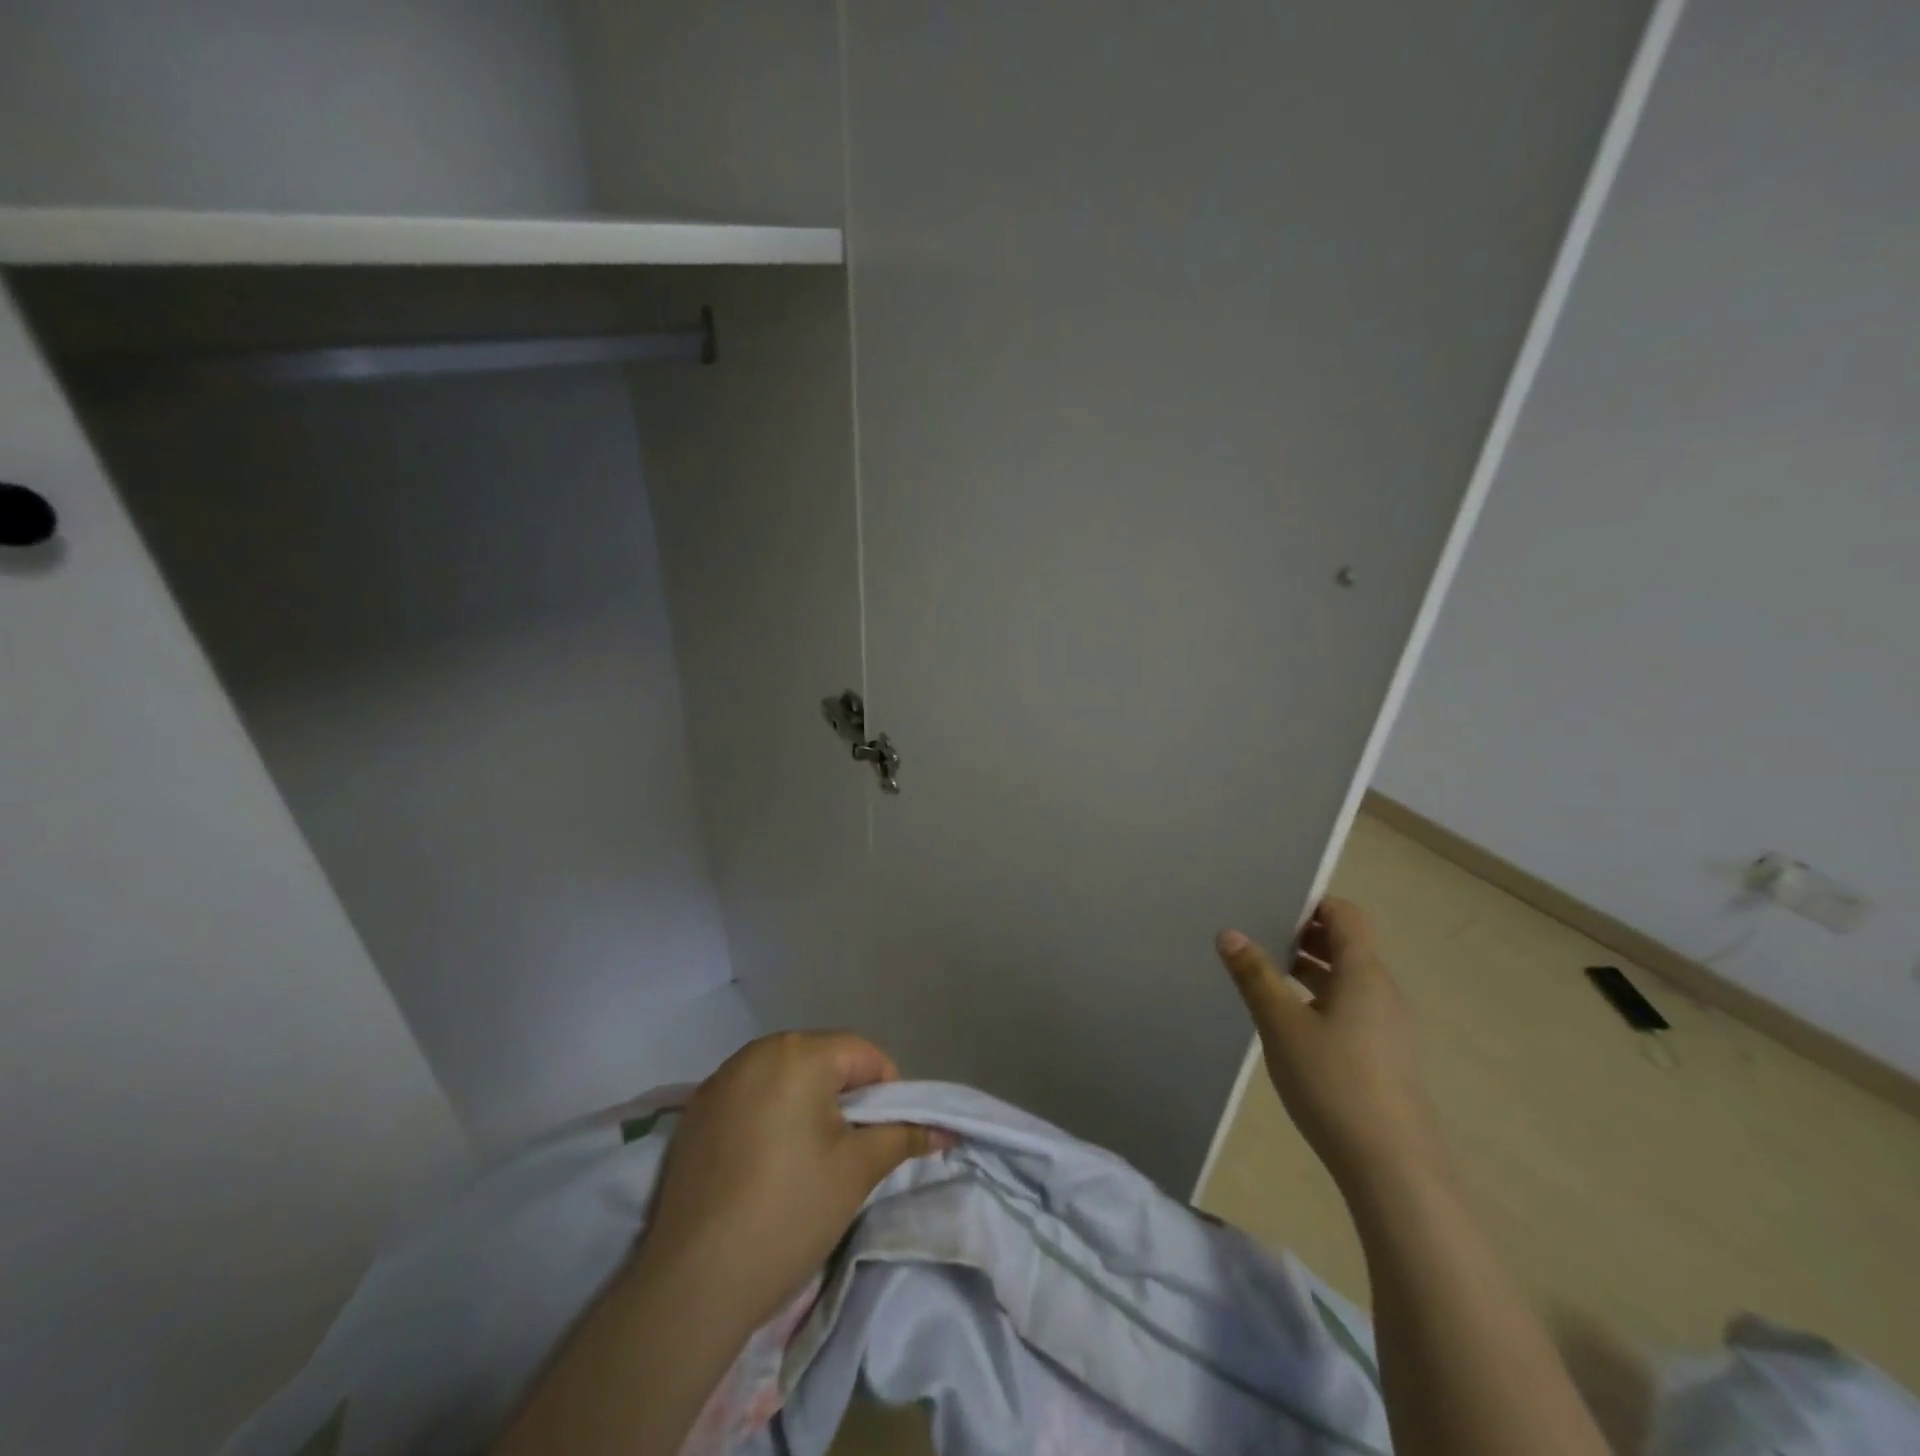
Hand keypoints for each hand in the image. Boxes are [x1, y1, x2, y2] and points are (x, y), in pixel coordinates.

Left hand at [637, 1031, 949, 1330]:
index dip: (888, 1091)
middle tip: (854, 1149)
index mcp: (799, 1052)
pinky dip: (770, 1116)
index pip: (863, 1054)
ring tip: (812, 1158)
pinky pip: (750, 1097)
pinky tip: (768, 1164)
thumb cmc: (789, 1212)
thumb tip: (944, 1128)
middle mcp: (756, 1051)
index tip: (889, 1136)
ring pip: (785, 1077)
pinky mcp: (695, 1113)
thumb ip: (903, 1136)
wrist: (693, 1282)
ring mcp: (719, 1080)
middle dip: (846, 1096)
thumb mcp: (857, 1171)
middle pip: (822, 1059)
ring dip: (808, 1104)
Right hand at [1216, 898, 1441, 1192]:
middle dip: (1304, 935)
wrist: (1393, 1168)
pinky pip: (1353, 1007)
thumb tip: (1229, 933)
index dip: (1311, 903)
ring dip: (1311, 968)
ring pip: (1348, 978)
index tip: (1270, 904)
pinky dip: (1322, 998)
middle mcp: (1383, 991)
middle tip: (1258, 936)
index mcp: (1364, 973)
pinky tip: (1291, 1022)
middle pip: (1347, 944)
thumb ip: (1254, 975)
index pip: (1344, 915)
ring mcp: (1389, 1026)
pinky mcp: (1386, 1056)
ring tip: (1266, 975)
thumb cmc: (1333, 1082)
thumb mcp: (1281, 1024)